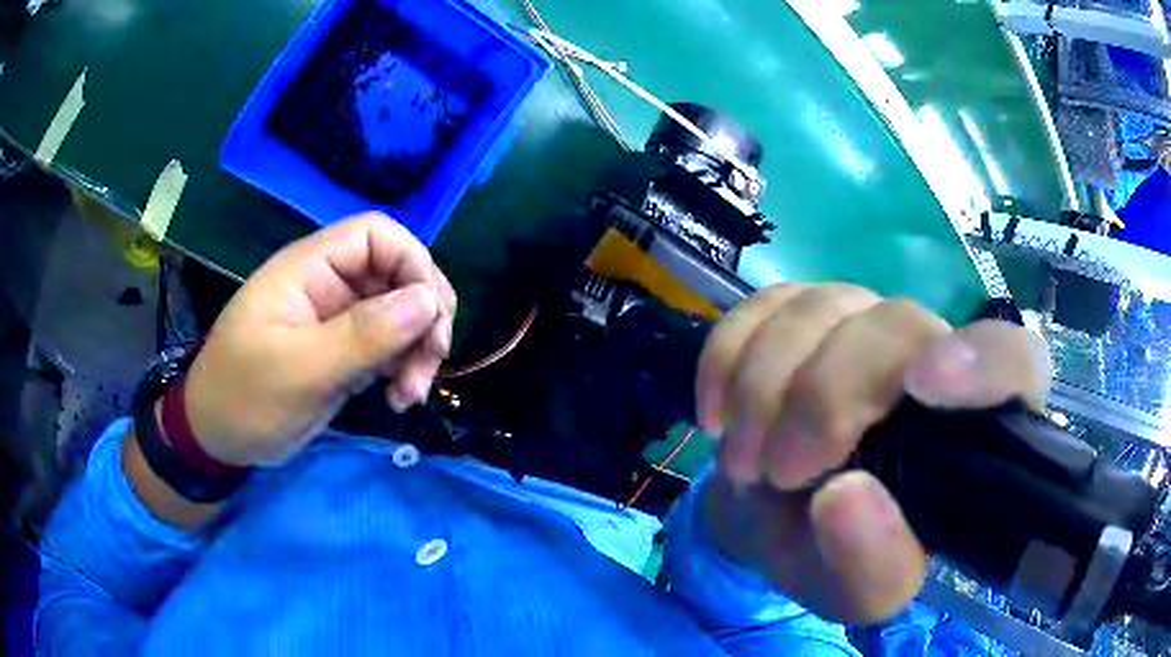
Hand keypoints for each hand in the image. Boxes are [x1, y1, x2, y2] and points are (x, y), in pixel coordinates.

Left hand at [182, 213, 456, 467]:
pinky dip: (405, 370)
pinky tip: (399, 400)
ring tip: (409, 396)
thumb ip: (363, 334)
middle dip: (424, 316)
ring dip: (419, 350)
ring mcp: (340, 321)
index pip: (376, 235)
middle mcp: (330, 286)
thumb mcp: (300, 368)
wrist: (218, 439)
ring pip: (402, 315)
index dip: (412, 262)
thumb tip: (427, 300)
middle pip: (398, 274)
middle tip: (429, 363)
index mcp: (309, 269)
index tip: (431, 314)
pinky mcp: (347, 353)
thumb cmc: (245, 397)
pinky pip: (391, 348)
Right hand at [695, 285, 1048, 624]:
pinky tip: (718, 414)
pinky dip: (728, 357)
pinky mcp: (806, 313)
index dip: (980, 362)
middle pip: (896, 324)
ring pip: (822, 307)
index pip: (1012, 361)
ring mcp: (867, 323)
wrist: (782, 517)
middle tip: (777, 470)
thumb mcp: (860, 592)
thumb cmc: (841, 557)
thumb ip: (869, 566)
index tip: (923, 387)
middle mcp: (932, 357)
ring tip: (743, 462)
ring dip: (764, 386)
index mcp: (976, 429)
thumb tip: (844, 497)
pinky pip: (763, 305)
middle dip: (824, 397)